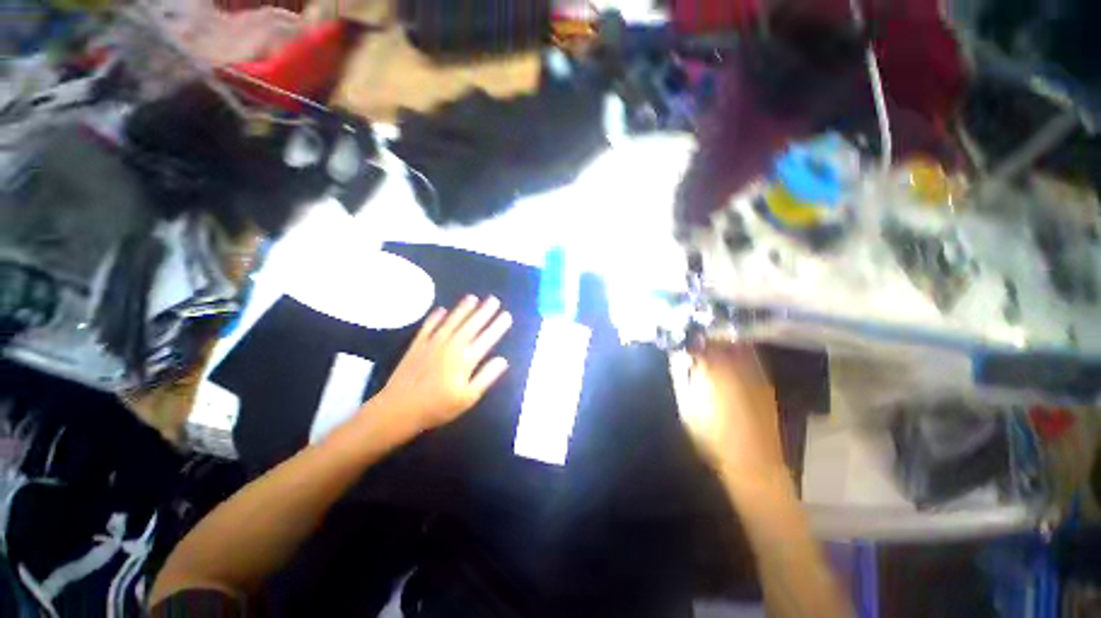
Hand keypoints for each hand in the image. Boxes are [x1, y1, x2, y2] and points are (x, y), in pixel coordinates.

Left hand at [373, 296, 512, 432]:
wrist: (398, 409)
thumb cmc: (437, 407)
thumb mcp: (468, 397)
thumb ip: (486, 377)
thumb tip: (503, 360)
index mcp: (465, 359)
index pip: (487, 338)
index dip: (498, 326)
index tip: (507, 315)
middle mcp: (451, 346)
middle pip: (471, 325)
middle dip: (484, 311)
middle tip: (494, 299)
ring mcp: (432, 343)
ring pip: (451, 321)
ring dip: (463, 309)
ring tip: (472, 297)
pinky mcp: (417, 345)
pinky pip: (428, 326)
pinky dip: (435, 317)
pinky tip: (441, 310)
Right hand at [672, 342, 786, 486]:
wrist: (753, 463)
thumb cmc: (711, 435)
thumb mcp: (685, 404)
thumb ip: (680, 373)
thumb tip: (677, 352)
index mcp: (712, 366)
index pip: (697, 339)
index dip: (687, 334)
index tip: (679, 334)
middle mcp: (735, 362)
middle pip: (719, 336)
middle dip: (705, 333)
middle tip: (694, 336)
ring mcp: (754, 370)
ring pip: (736, 342)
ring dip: (722, 339)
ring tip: (710, 343)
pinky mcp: (765, 381)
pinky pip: (750, 355)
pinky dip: (737, 350)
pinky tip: (730, 358)